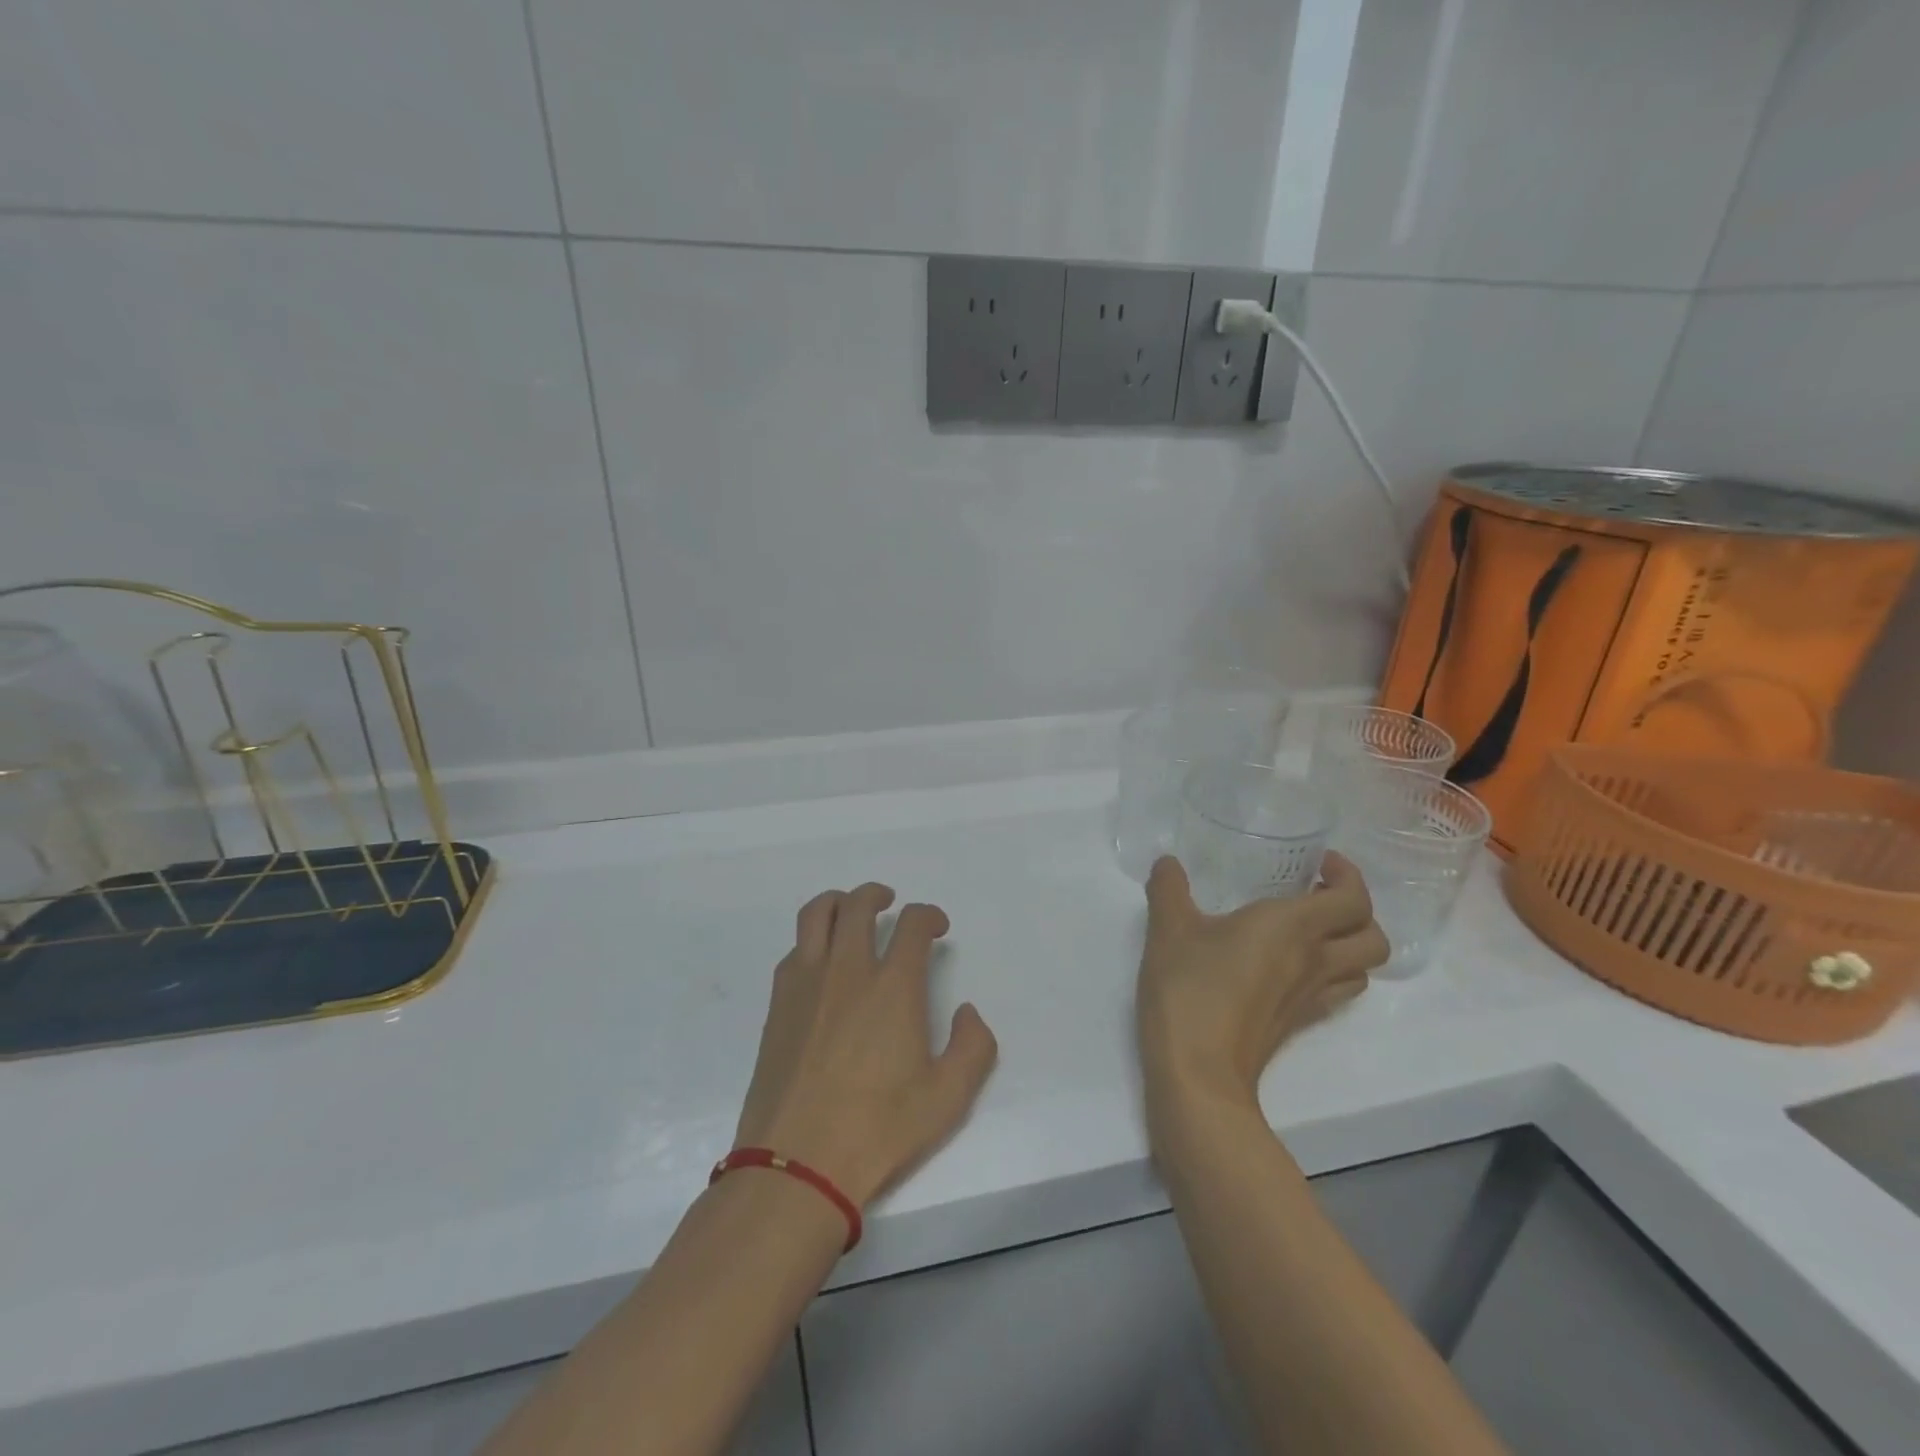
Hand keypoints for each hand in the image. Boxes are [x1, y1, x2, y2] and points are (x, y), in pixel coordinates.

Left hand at [734, 884, 997, 1207]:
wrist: (797, 1165)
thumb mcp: (948, 1098)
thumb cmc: (878, 1130)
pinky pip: (795, 950)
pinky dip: (812, 939)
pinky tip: (821, 962)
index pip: (912, 924)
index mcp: (893, 986)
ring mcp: (806, 983)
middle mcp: (847, 970)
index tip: (937, 927)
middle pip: (859, 905)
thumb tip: (967, 1012)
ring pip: (816, 914)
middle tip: (890, 903)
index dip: (929, 915)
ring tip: (850, 911)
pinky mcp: (778, 1004)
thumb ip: (973, 1047)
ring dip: (838, 901)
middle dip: (878, 895)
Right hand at [1138, 854, 1386, 1112]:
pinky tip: (1286, 967)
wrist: (1198, 1071)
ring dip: (1348, 945)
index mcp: (1294, 928)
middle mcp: (1315, 961)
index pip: (1354, 898)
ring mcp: (1311, 999)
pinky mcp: (1297, 1024)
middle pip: (1374, 937)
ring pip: (1362, 969)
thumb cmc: (1190, 989)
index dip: (1348, 875)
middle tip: (1316, 895)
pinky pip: (1335, 992)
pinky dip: (1328, 973)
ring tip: (1308, 930)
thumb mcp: (1168, 929)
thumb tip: (1166, 863)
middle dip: (1357, 912)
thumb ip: (1169, 888)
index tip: (1319, 863)